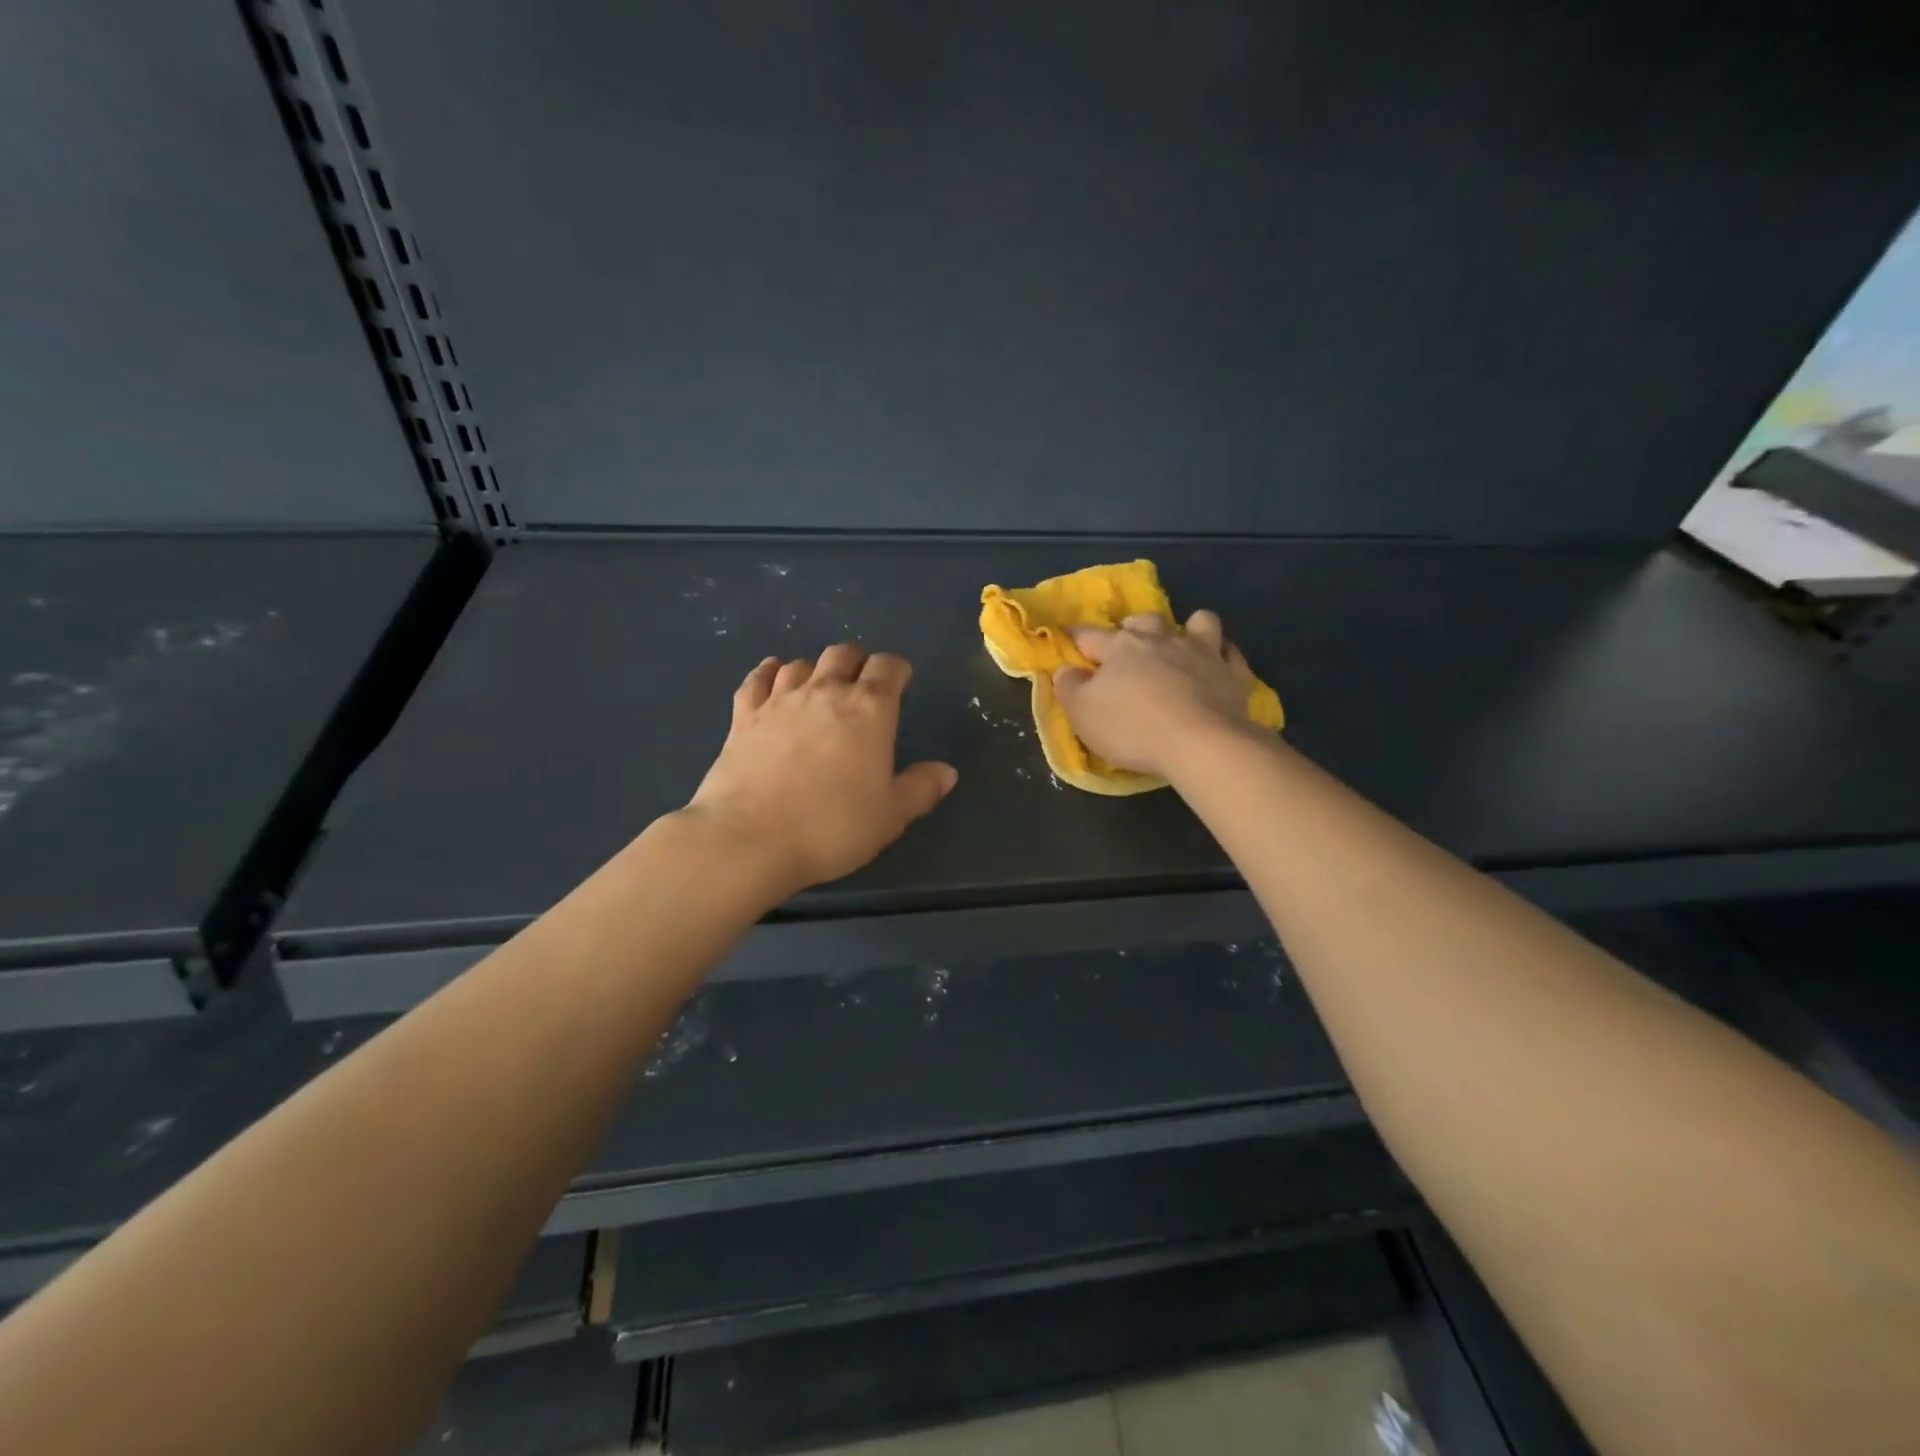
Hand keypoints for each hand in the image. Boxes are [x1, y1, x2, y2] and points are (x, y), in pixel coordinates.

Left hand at [687, 644, 957, 894]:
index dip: (897, 670)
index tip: (901, 682)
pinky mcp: (743, 716)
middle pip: (843, 653)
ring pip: (801, 663)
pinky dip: (769, 673)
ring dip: (815, 669)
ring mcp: (780, 700)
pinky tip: (773, 678)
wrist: (750, 839)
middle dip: (857, 662)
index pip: (889, 666)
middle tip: (861, 685)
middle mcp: (826, 691)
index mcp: (870, 709)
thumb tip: (947, 771)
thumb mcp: (890, 815)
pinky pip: (758, 679)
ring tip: (819, 688)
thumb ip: (921, 788)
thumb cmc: (832, 826)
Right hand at [1053, 611, 1258, 780]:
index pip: (1089, 635)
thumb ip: (1069, 687)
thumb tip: (1065, 669)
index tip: (1069, 640)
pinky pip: (1231, 652)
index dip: (1076, 638)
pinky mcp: (1233, 673)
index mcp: (1120, 647)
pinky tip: (1217, 665)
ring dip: (1187, 629)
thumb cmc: (1132, 728)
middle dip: (1134, 628)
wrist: (1201, 744)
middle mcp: (1161, 639)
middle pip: (1144, 621)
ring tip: (1181, 646)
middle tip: (1128, 648)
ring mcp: (1201, 652)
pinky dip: (1222, 655)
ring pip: (1198, 622)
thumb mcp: (1082, 713)